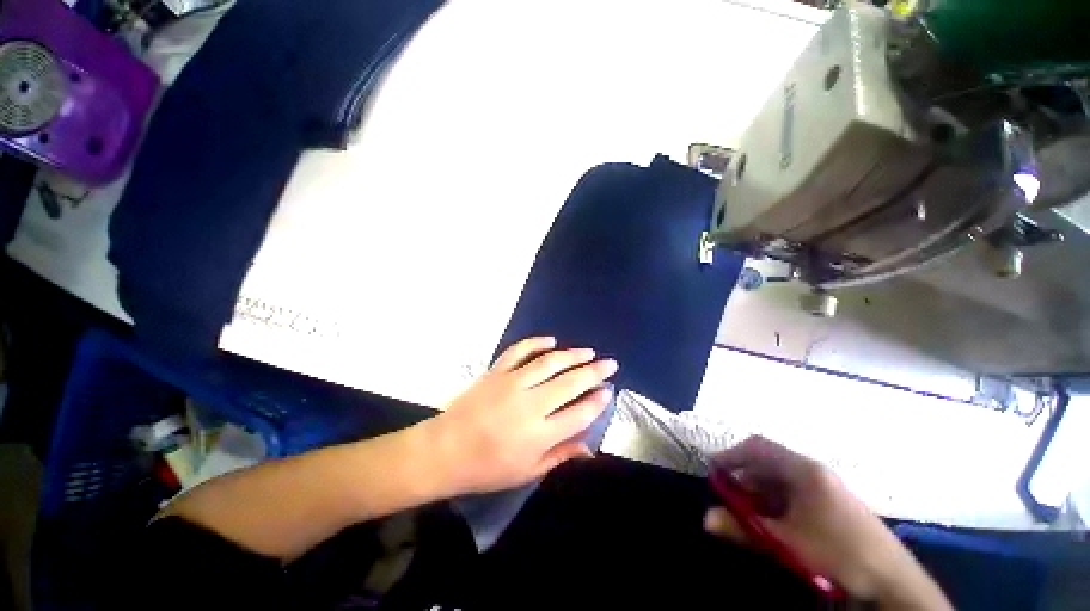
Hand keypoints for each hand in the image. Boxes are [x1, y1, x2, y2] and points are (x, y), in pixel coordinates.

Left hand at [420, 336, 617, 495]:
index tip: (609, 390)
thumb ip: (560, 455)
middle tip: (610, 363)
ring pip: (549, 362)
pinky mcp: (497, 372)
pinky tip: (552, 341)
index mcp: (539, 435)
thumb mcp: (527, 472)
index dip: (598, 401)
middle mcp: (530, 404)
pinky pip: (519, 351)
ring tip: (589, 352)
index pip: (579, 413)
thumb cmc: (487, 468)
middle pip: (570, 383)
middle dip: (595, 371)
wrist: (444, 451)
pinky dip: (536, 343)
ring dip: (573, 355)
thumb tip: (590, 447)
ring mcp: (511, 383)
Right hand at [704, 436, 950, 609]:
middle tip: (728, 497)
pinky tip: (773, 522)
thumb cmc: (837, 552)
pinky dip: (776, 503)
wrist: (892, 580)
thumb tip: (706, 518)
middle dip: (744, 477)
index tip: (714, 470)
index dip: (732, 454)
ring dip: (759, 493)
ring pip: (780, 480)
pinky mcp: (832, 503)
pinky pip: (794, 494)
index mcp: (804, 469)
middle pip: (768, 462)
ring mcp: (826, 487)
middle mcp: (814, 471)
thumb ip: (742, 528)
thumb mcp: (785, 542)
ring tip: (748, 513)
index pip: (758, 446)